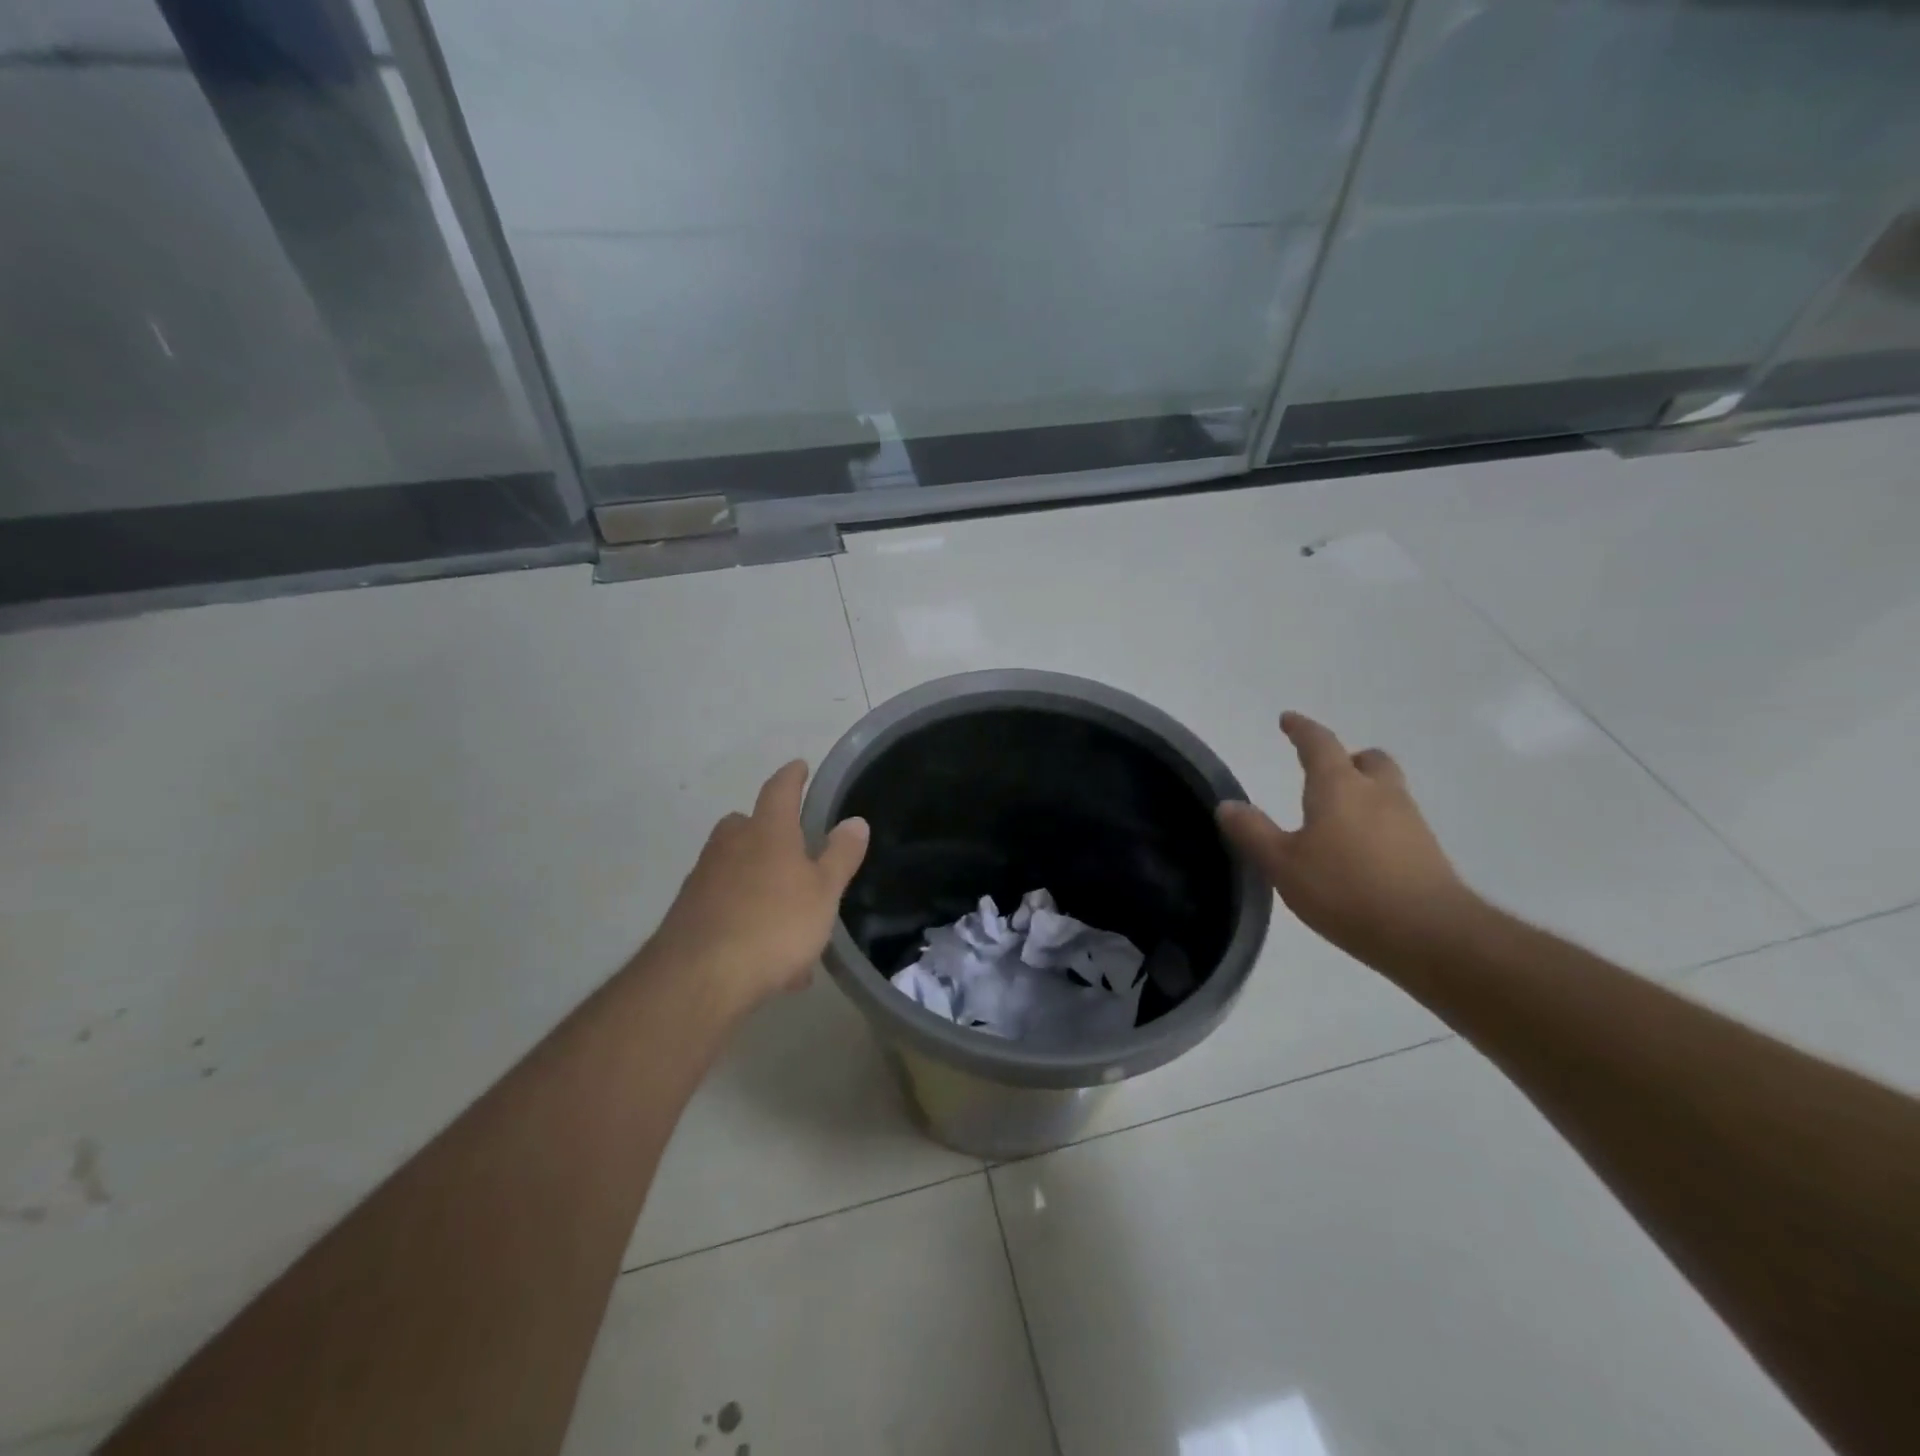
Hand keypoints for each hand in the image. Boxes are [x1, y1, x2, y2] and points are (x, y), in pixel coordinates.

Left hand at [642, 761, 869, 1009]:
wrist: (699, 978)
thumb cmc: (774, 925)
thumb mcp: (823, 892)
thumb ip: (840, 855)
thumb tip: (855, 821)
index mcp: (767, 832)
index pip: (780, 790)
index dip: (793, 777)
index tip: (800, 766)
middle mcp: (730, 846)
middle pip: (745, 824)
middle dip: (766, 830)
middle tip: (791, 846)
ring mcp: (703, 878)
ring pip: (734, 867)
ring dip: (757, 879)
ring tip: (787, 915)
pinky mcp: (688, 913)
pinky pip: (725, 904)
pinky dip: (745, 915)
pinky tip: (765, 953)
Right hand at [1217, 712, 1477, 968]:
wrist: (1430, 934)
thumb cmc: (1346, 890)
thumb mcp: (1283, 864)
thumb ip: (1253, 832)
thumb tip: (1227, 805)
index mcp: (1340, 787)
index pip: (1320, 744)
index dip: (1302, 729)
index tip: (1288, 720)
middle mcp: (1379, 793)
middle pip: (1368, 760)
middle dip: (1346, 759)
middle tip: (1324, 773)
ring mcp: (1410, 822)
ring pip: (1387, 790)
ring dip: (1364, 792)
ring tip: (1338, 818)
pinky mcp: (1428, 852)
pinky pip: (1398, 822)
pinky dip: (1378, 825)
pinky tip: (1362, 853)